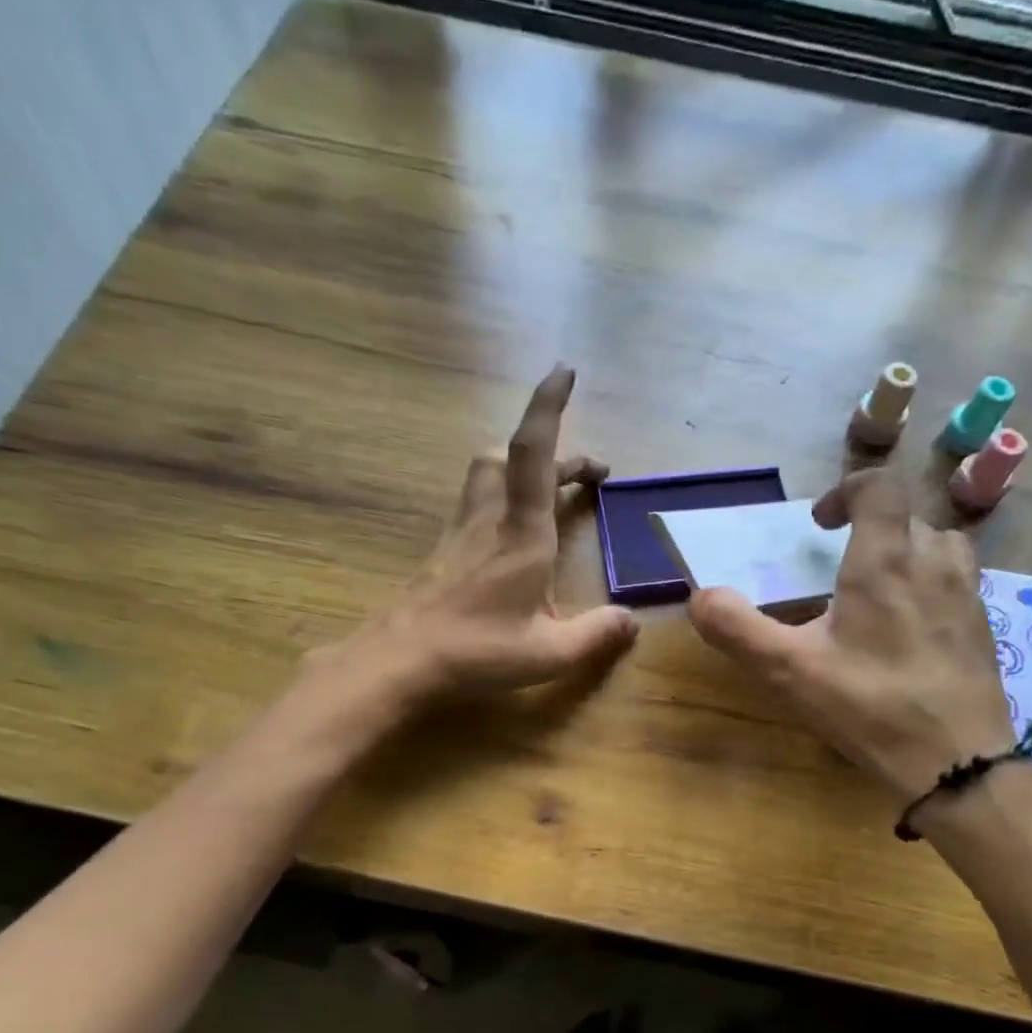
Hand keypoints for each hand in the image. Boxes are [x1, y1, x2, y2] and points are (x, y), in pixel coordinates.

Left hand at [330, 364, 638, 702]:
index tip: (565, 371)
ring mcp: (462, 531)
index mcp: (522, 534)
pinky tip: (515, 536)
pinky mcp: (446, 549)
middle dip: (553, 451)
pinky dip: (504, 499)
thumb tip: (632, 622)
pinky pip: (478, 502)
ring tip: (553, 495)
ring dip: (525, 470)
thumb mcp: (550, 653)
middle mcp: (490, 519)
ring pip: (489, 473)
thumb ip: (596, 634)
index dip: (548, 407)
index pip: (534, 453)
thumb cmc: (477, 651)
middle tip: (587, 475)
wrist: (399, 661)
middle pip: (512, 456)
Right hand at [688, 468, 1014, 801]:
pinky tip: (910, 629)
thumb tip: (699, 597)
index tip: (820, 525)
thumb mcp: (790, 671)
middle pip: (907, 515)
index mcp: (885, 560)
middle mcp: (933, 562)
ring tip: (880, 588)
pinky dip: (931, 583)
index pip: (879, 485)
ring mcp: (967, 594)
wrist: (958, 763)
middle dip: (870, 527)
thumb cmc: (870, 707)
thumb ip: (738, 628)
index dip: (846, 491)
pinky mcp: (983, 626)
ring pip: (940, 543)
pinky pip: (958, 580)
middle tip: (839, 565)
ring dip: (907, 549)